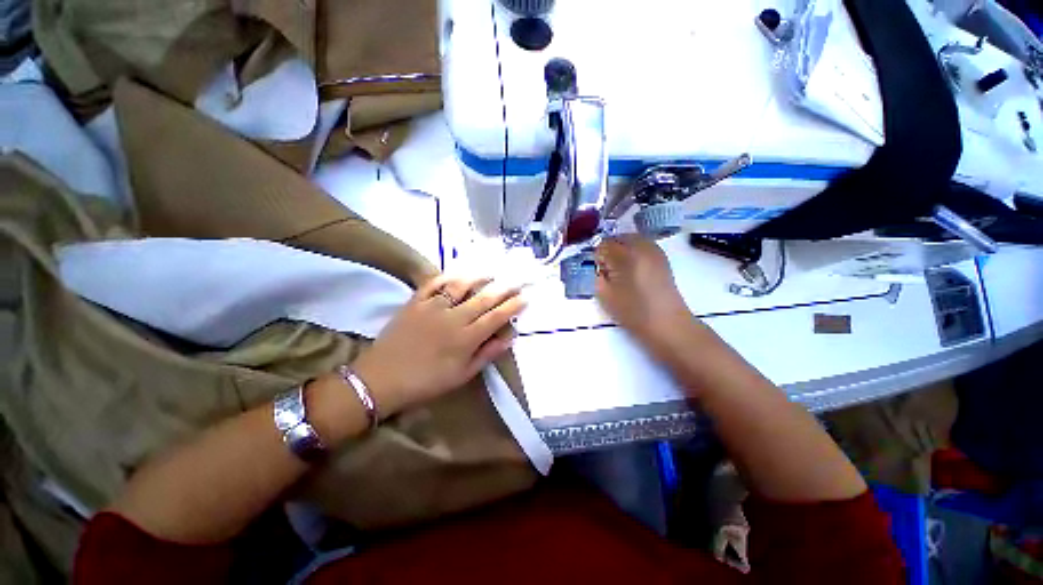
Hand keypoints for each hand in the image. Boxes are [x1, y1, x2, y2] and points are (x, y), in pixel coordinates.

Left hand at [352, 275, 525, 416]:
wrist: (381, 379)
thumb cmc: (426, 382)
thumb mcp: (462, 375)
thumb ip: (486, 354)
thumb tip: (509, 337)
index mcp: (466, 338)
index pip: (496, 317)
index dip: (513, 306)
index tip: (525, 298)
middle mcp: (453, 318)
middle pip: (484, 298)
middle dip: (504, 289)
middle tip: (516, 281)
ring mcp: (433, 307)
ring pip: (461, 286)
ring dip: (479, 277)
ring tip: (492, 272)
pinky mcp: (415, 302)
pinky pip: (434, 284)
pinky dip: (448, 276)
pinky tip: (458, 273)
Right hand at [594, 236, 694, 349]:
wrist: (668, 324)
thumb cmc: (633, 312)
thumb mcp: (605, 295)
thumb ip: (598, 275)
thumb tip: (600, 264)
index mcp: (628, 255)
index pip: (605, 244)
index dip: (598, 256)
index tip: (598, 270)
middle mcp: (643, 246)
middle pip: (619, 238)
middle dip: (610, 250)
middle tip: (608, 269)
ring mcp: (655, 251)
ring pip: (631, 240)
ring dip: (622, 250)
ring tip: (620, 270)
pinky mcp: (662, 258)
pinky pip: (642, 247)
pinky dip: (633, 253)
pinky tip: (633, 271)